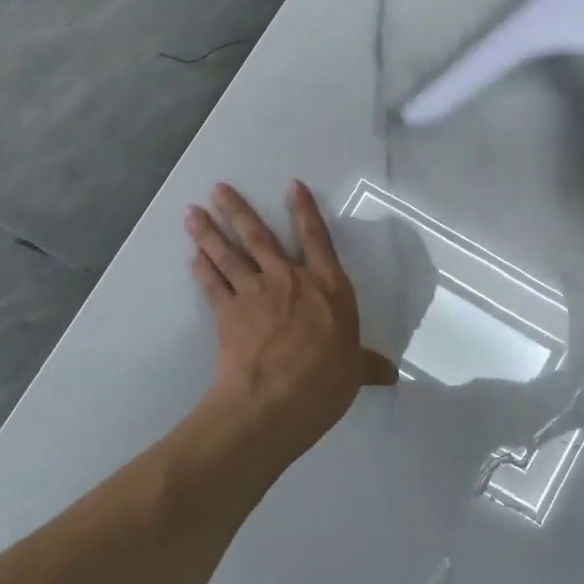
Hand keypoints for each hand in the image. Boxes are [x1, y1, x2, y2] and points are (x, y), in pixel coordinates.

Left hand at [186, 181, 396, 457]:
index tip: (292, 185)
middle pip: (261, 237)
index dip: (305, 210)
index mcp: (328, 286)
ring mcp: (256, 292)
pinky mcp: (228, 312)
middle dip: (238, 211)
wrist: (277, 398)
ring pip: (230, 255)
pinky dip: (202, 269)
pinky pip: (213, 284)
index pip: (317, 239)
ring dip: (210, 232)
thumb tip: (391, 374)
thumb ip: (368, 366)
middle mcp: (290, 279)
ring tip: (192, 212)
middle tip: (218, 189)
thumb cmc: (326, 379)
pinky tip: (193, 256)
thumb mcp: (355, 371)